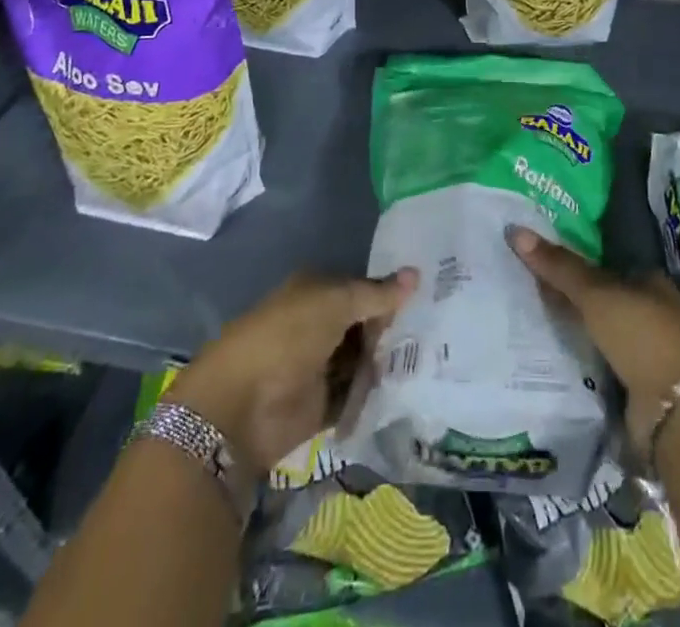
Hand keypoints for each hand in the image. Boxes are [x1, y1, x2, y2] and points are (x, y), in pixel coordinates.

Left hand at [165, 269, 417, 486]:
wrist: (242, 405)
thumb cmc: (289, 336)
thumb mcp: (337, 302)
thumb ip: (378, 293)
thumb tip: (416, 274)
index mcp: (318, 291)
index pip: (363, 287)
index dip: (392, 292)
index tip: (430, 296)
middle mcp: (320, 325)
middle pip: (366, 324)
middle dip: (394, 330)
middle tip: (437, 332)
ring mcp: (321, 365)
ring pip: (364, 359)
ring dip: (387, 362)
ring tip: (430, 360)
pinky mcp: (323, 405)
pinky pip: (358, 395)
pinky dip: (376, 394)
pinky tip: (409, 389)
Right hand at [508, 225, 679, 448]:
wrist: (677, 412)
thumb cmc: (642, 336)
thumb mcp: (596, 294)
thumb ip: (559, 266)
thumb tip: (515, 229)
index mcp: (653, 281)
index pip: (611, 262)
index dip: (580, 258)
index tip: (546, 255)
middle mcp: (656, 311)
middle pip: (608, 297)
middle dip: (577, 295)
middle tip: (531, 285)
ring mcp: (650, 350)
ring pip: (606, 330)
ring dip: (581, 328)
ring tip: (534, 317)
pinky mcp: (641, 385)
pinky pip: (604, 361)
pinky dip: (585, 357)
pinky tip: (556, 351)